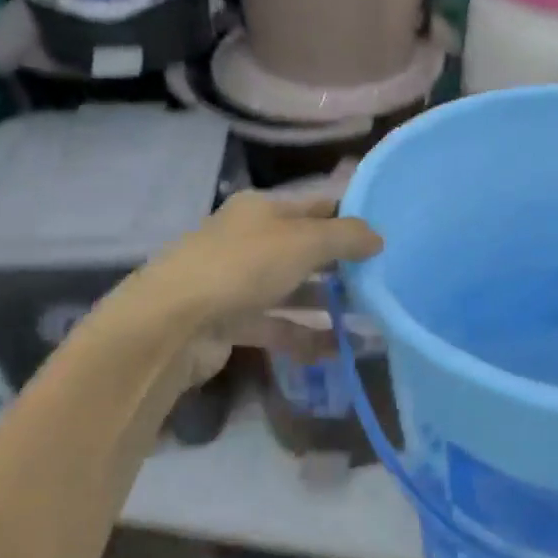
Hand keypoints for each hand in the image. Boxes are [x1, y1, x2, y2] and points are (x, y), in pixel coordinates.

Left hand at [88, 193, 382, 376]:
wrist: (171, 325)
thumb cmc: (242, 267)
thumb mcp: (304, 242)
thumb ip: (346, 237)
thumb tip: (378, 237)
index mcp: (261, 210)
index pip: (315, 206)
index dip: (349, 217)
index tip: (386, 235)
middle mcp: (249, 240)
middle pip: (305, 249)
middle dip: (342, 265)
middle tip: (383, 280)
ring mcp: (237, 283)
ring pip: (292, 290)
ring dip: (327, 304)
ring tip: (368, 320)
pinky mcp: (231, 322)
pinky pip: (277, 326)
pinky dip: (305, 337)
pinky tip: (336, 351)